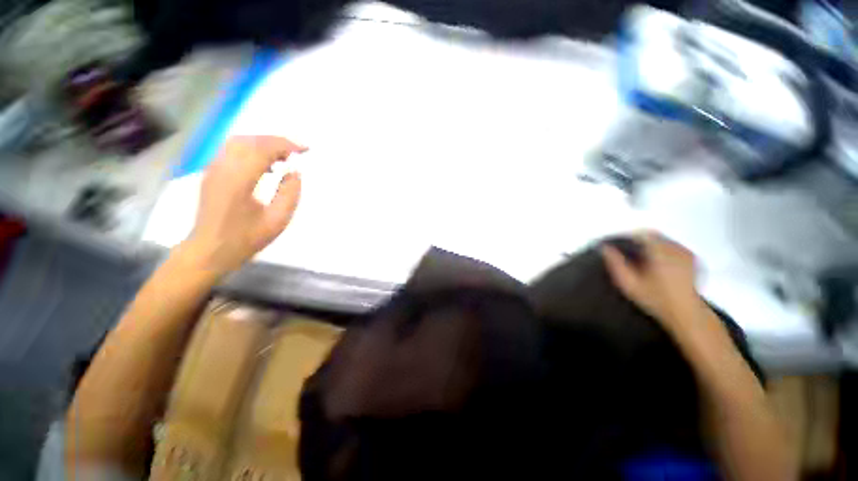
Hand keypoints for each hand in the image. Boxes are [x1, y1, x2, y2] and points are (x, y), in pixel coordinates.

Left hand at [185, 135, 306, 275]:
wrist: (208, 251)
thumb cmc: (245, 239)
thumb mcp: (277, 221)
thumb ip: (289, 194)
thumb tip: (295, 172)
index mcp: (238, 181)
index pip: (262, 149)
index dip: (286, 145)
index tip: (305, 149)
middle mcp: (222, 168)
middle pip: (250, 140)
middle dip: (276, 141)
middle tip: (297, 151)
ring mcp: (213, 169)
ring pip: (239, 142)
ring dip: (264, 143)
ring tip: (284, 156)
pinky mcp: (212, 173)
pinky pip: (232, 150)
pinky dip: (252, 149)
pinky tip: (266, 163)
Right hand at [601, 232, 700, 333]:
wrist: (686, 314)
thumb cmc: (655, 299)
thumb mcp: (629, 284)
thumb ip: (615, 264)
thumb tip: (604, 248)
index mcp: (660, 252)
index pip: (642, 234)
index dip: (627, 236)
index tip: (618, 244)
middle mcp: (675, 249)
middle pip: (654, 235)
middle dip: (639, 240)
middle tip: (628, 251)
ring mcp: (687, 253)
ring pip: (664, 240)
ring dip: (651, 244)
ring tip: (642, 257)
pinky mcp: (693, 259)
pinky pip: (674, 246)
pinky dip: (664, 249)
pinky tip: (659, 261)